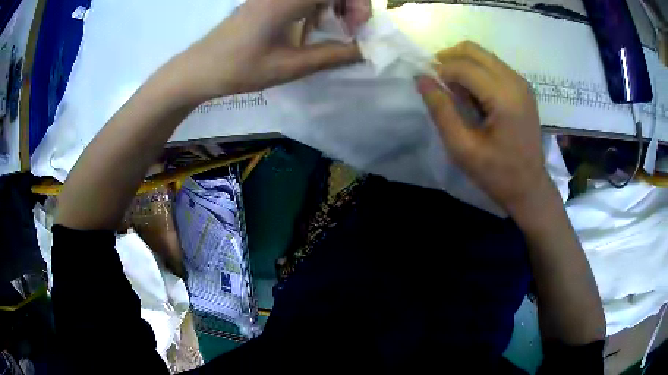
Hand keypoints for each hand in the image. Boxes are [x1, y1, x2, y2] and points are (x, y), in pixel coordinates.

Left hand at [173, 0, 365, 102]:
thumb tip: (364, 51)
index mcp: (287, 0)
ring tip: (334, 30)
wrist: (200, 69)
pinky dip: (318, 6)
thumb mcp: (289, 66)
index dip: (358, 4)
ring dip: (335, 5)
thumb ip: (332, 56)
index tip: (357, 29)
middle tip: (350, 29)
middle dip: (350, 4)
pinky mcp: (267, 0)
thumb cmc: (240, 69)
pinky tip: (312, 26)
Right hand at [417, 41, 553, 217]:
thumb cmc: (497, 174)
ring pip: (483, 55)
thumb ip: (441, 110)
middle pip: (473, 50)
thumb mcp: (462, 148)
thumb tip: (421, 78)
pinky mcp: (523, 87)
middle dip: (448, 59)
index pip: (463, 66)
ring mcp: (521, 82)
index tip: (428, 87)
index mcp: (504, 98)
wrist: (530, 187)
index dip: (439, 71)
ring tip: (454, 90)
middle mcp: (515, 81)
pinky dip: (476, 71)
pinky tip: (472, 94)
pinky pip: (493, 65)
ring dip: (462, 64)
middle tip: (436, 80)